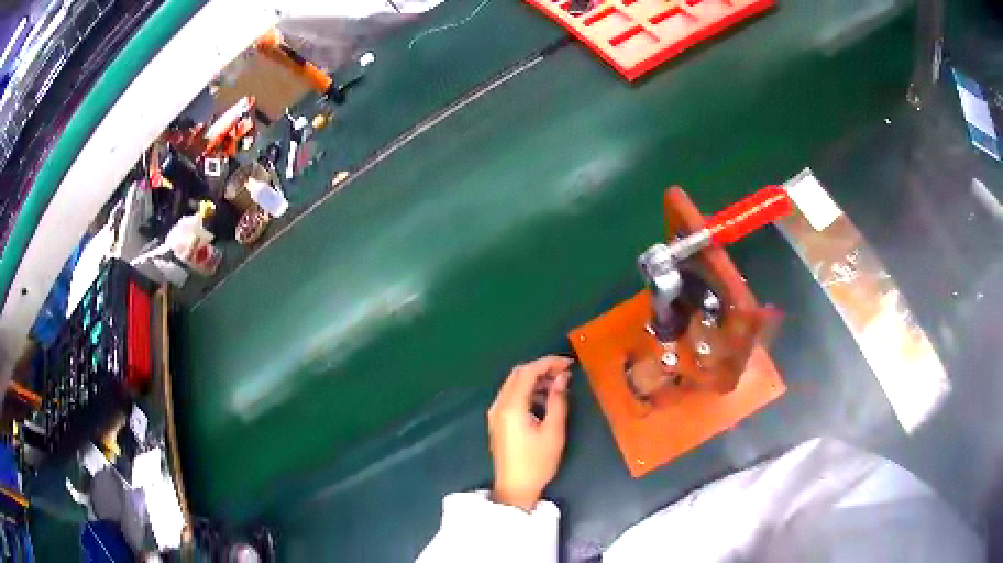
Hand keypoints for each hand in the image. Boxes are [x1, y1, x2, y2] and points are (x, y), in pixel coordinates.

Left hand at [488, 356, 573, 510]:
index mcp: (511, 406)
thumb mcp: (553, 432)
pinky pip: (511, 396)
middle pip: (518, 374)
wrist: (514, 488)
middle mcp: (499, 405)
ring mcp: (495, 413)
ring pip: (514, 384)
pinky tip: (544, 400)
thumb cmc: (537, 463)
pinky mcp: (497, 421)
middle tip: (565, 373)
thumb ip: (558, 401)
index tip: (569, 363)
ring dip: (534, 380)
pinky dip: (527, 391)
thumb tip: (562, 377)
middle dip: (541, 368)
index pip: (528, 372)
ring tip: (558, 386)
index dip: (549, 362)